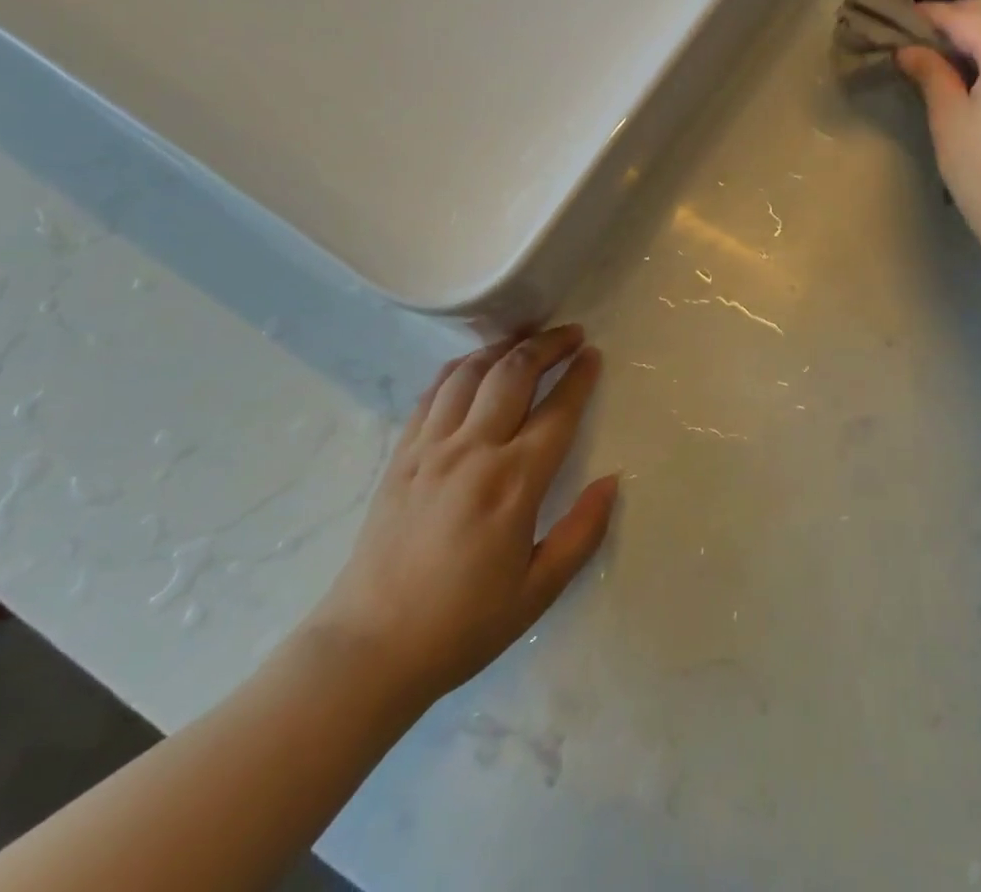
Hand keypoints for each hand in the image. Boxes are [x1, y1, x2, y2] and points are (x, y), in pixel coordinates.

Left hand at [304, 326, 618, 717]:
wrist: (368, 648)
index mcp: (512, 483)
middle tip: (571, 334)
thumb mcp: (538, 592)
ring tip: (527, 338)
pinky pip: (434, 392)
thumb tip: (612, 481)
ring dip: (505, 347)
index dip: (579, 377)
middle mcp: (472, 450)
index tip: (594, 355)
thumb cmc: (462, 625)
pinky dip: (461, 367)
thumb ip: (581, 532)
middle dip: (547, 345)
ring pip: (471, 372)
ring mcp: (430, 447)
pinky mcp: (401, 454)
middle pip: (514, 374)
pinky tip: (474, 365)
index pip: (556, 412)